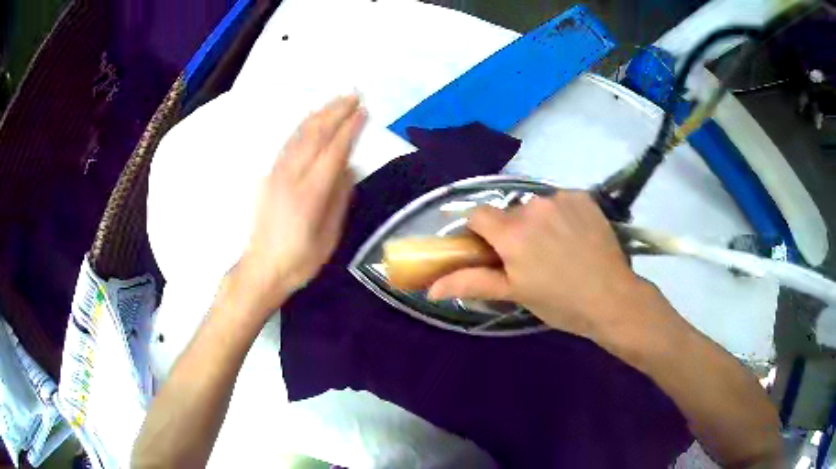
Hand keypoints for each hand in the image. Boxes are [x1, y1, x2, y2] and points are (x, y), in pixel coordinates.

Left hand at [235, 95, 365, 314]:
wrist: (261, 269)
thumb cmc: (300, 260)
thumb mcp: (329, 236)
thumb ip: (340, 199)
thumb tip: (349, 168)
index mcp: (310, 193)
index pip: (334, 151)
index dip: (350, 129)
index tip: (364, 111)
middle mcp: (291, 176)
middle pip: (315, 134)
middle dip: (336, 112)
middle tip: (354, 95)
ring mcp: (276, 173)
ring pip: (299, 134)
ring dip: (319, 114)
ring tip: (336, 100)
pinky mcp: (269, 176)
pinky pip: (288, 143)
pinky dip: (303, 126)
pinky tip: (311, 119)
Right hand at [428, 191, 659, 342]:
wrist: (613, 298)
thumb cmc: (560, 302)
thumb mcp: (515, 293)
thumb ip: (471, 283)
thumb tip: (431, 289)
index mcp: (511, 232)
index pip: (477, 215)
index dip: (480, 233)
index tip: (492, 252)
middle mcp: (533, 206)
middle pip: (509, 212)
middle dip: (512, 232)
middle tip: (530, 259)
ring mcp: (560, 198)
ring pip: (535, 206)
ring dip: (538, 222)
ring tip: (558, 248)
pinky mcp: (583, 196)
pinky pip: (560, 201)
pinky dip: (561, 215)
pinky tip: (575, 236)